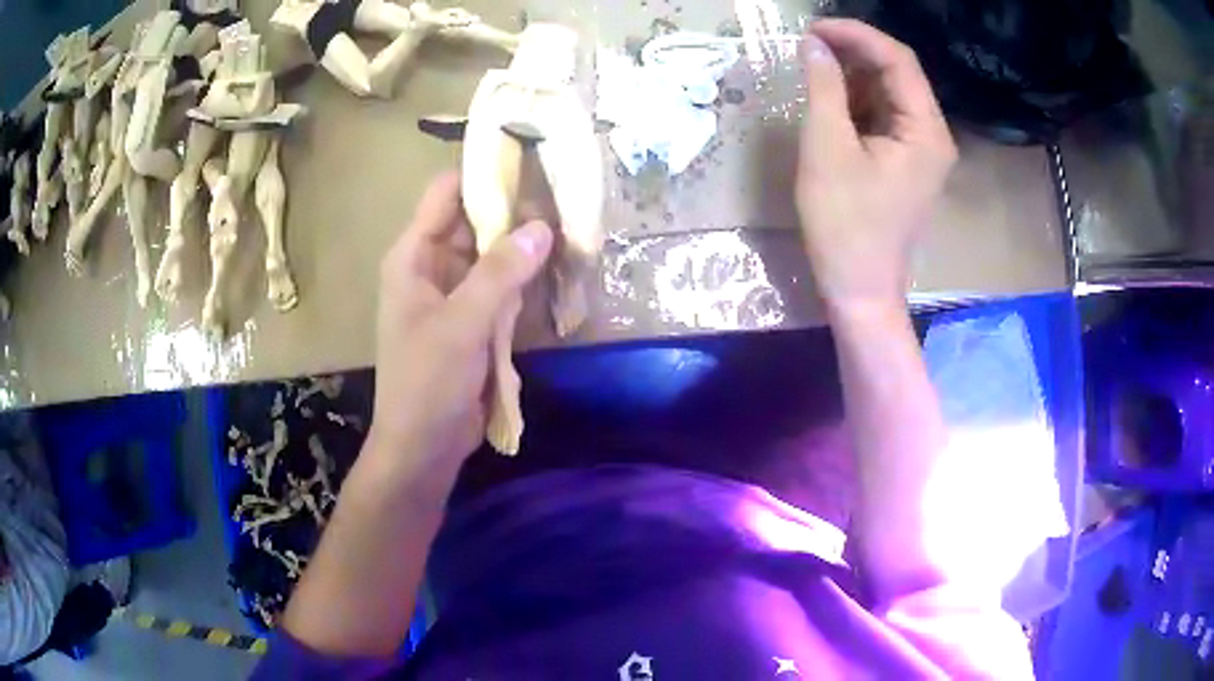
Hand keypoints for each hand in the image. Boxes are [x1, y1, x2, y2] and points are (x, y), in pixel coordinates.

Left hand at [369, 172, 552, 479]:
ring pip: (492, 253)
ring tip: (571, 225)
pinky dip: (524, 278)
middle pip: (474, 220)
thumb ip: (499, 274)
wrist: (423, 447)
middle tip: (566, 196)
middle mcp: (432, 266)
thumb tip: (541, 226)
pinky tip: (558, 267)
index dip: (483, 173)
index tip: (531, 160)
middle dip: (514, 210)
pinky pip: (500, 285)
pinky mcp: (472, 319)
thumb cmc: (427, 383)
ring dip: (523, 245)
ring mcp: (454, 293)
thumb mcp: (461, 325)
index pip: (447, 194)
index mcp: (414, 256)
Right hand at [796, 19, 956, 312]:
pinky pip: (884, 118)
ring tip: (814, 67)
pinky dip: (857, 102)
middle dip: (854, 53)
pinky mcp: (906, 163)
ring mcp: (921, 151)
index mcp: (926, 131)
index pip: (899, 61)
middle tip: (809, 45)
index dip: (857, 35)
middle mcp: (932, 135)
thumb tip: (814, 45)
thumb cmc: (845, 225)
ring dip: (853, 76)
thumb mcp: (827, 149)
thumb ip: (824, 88)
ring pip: (889, 94)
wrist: (860, 290)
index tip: (813, 28)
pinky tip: (829, 99)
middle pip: (897, 74)